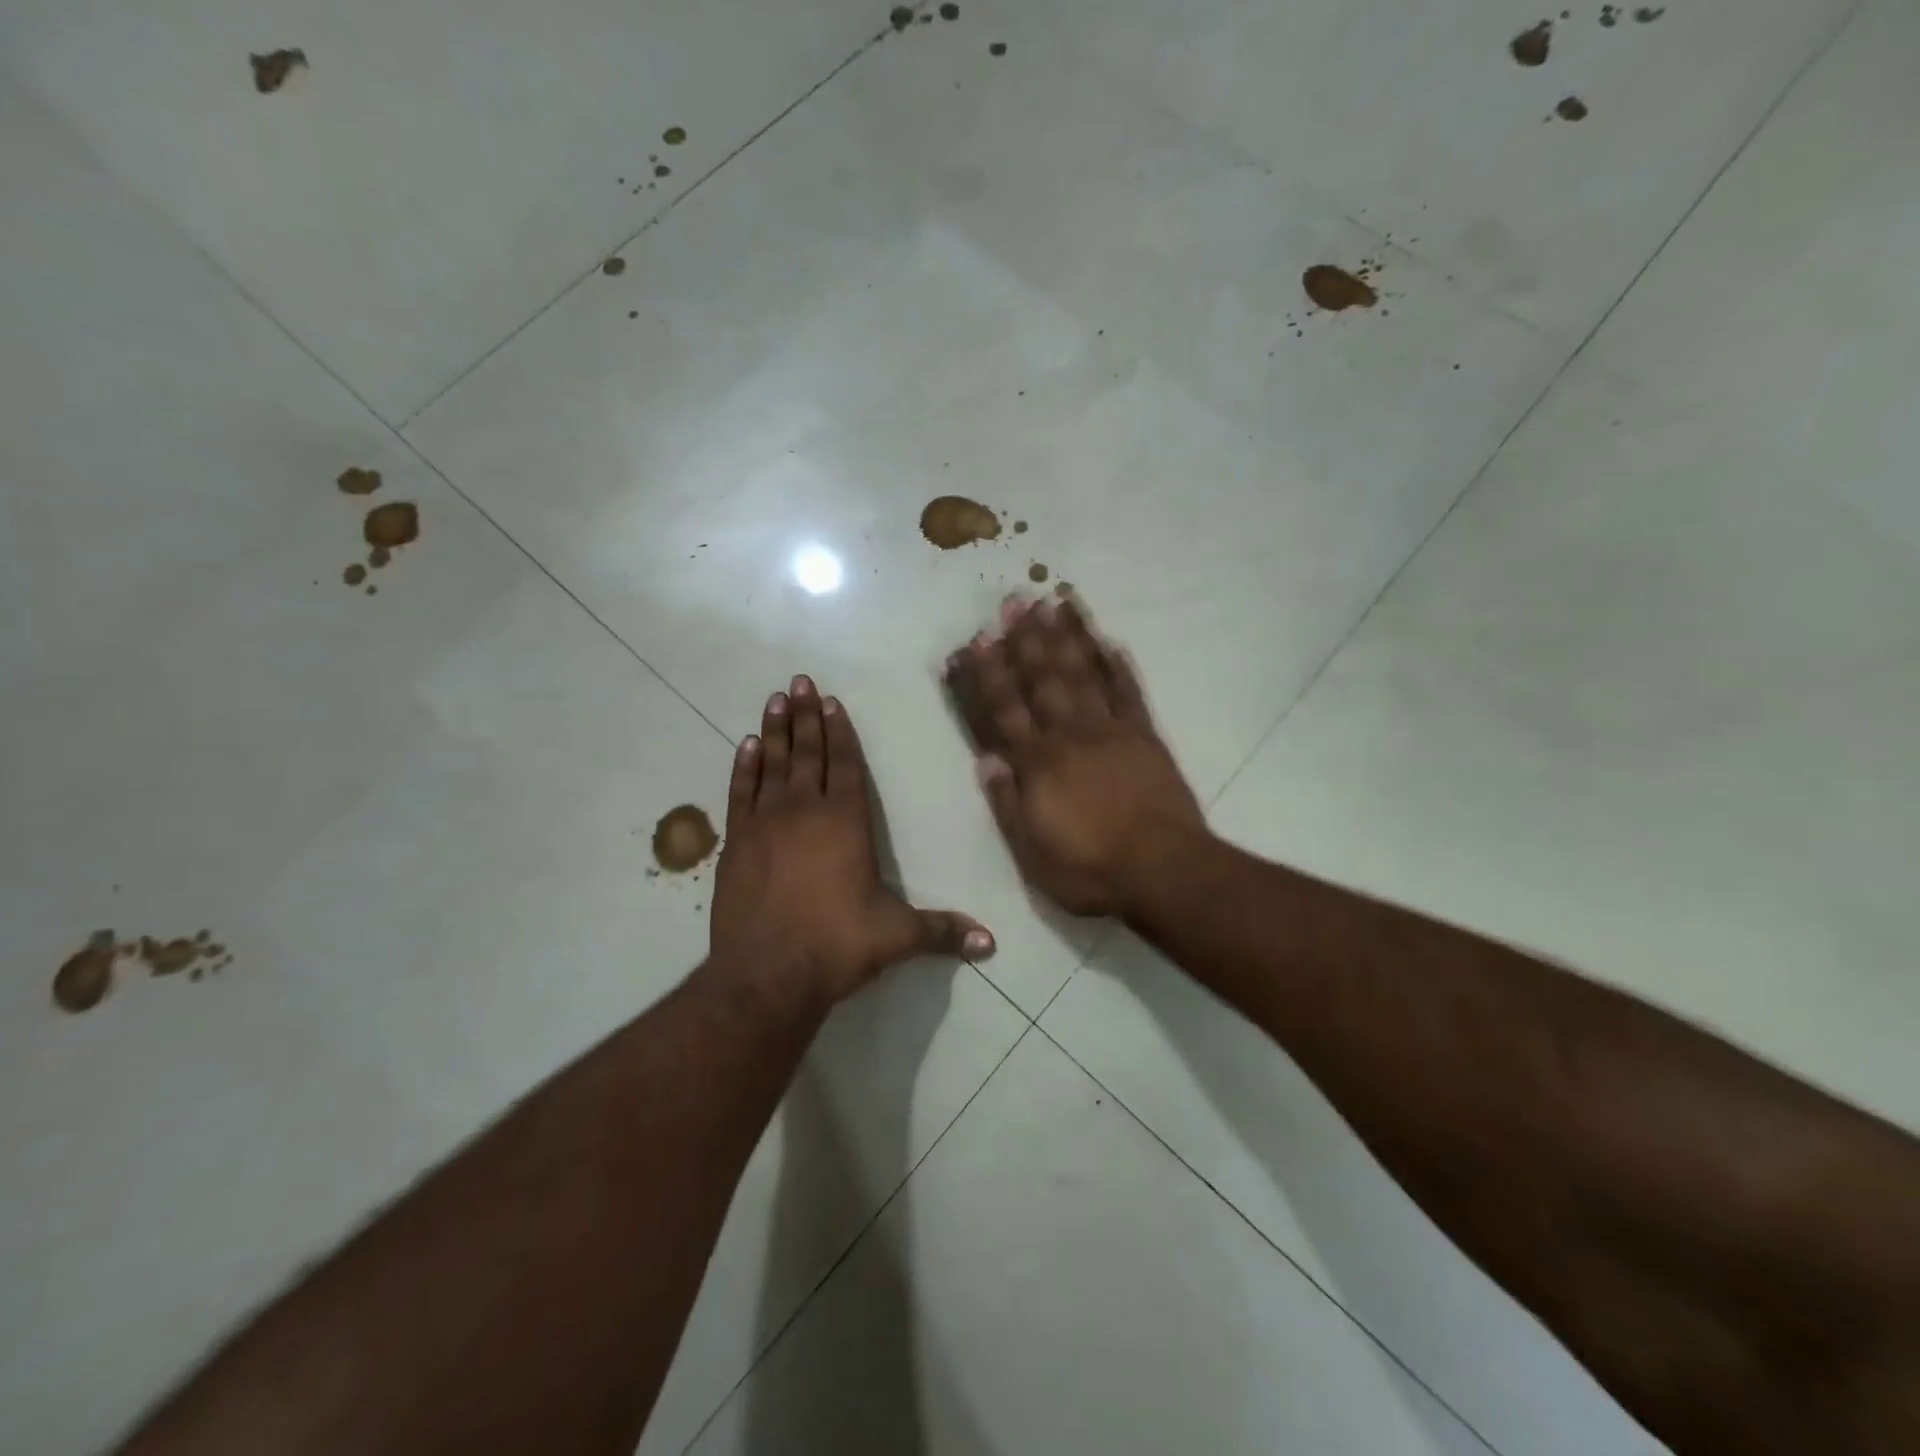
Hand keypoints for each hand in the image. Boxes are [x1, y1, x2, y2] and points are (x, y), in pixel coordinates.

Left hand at [710, 675, 992, 1003]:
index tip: (831, 702)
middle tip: (798, 682)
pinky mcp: (735, 842)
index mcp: (846, 821)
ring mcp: (765, 824)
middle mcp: (805, 811)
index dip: (840, 731)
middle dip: (805, 716)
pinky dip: (743, 766)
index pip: (845, 764)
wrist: (767, 974)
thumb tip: (991, 943)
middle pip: (807, 752)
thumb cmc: (837, 945)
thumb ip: (942, 932)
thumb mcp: (897, 936)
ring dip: (775, 730)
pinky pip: (740, 792)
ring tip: (775, 699)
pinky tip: (746, 746)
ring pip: (772, 764)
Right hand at [946, 597, 1206, 916]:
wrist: (1164, 871)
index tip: (977, 640)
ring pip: (1084, 674)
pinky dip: (1118, 665)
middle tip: (1013, 601)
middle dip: (1025, 639)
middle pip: (1043, 679)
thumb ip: (1007, 805)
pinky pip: (1129, 692)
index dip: (989, 674)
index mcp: (1039, 764)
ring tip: (1053, 602)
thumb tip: (987, 759)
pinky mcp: (1145, 736)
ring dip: (1066, 637)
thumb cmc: (1091, 870)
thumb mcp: (1033, 854)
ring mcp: (1111, 731)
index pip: (1005, 710)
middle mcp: (1070, 736)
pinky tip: (1108, 640)